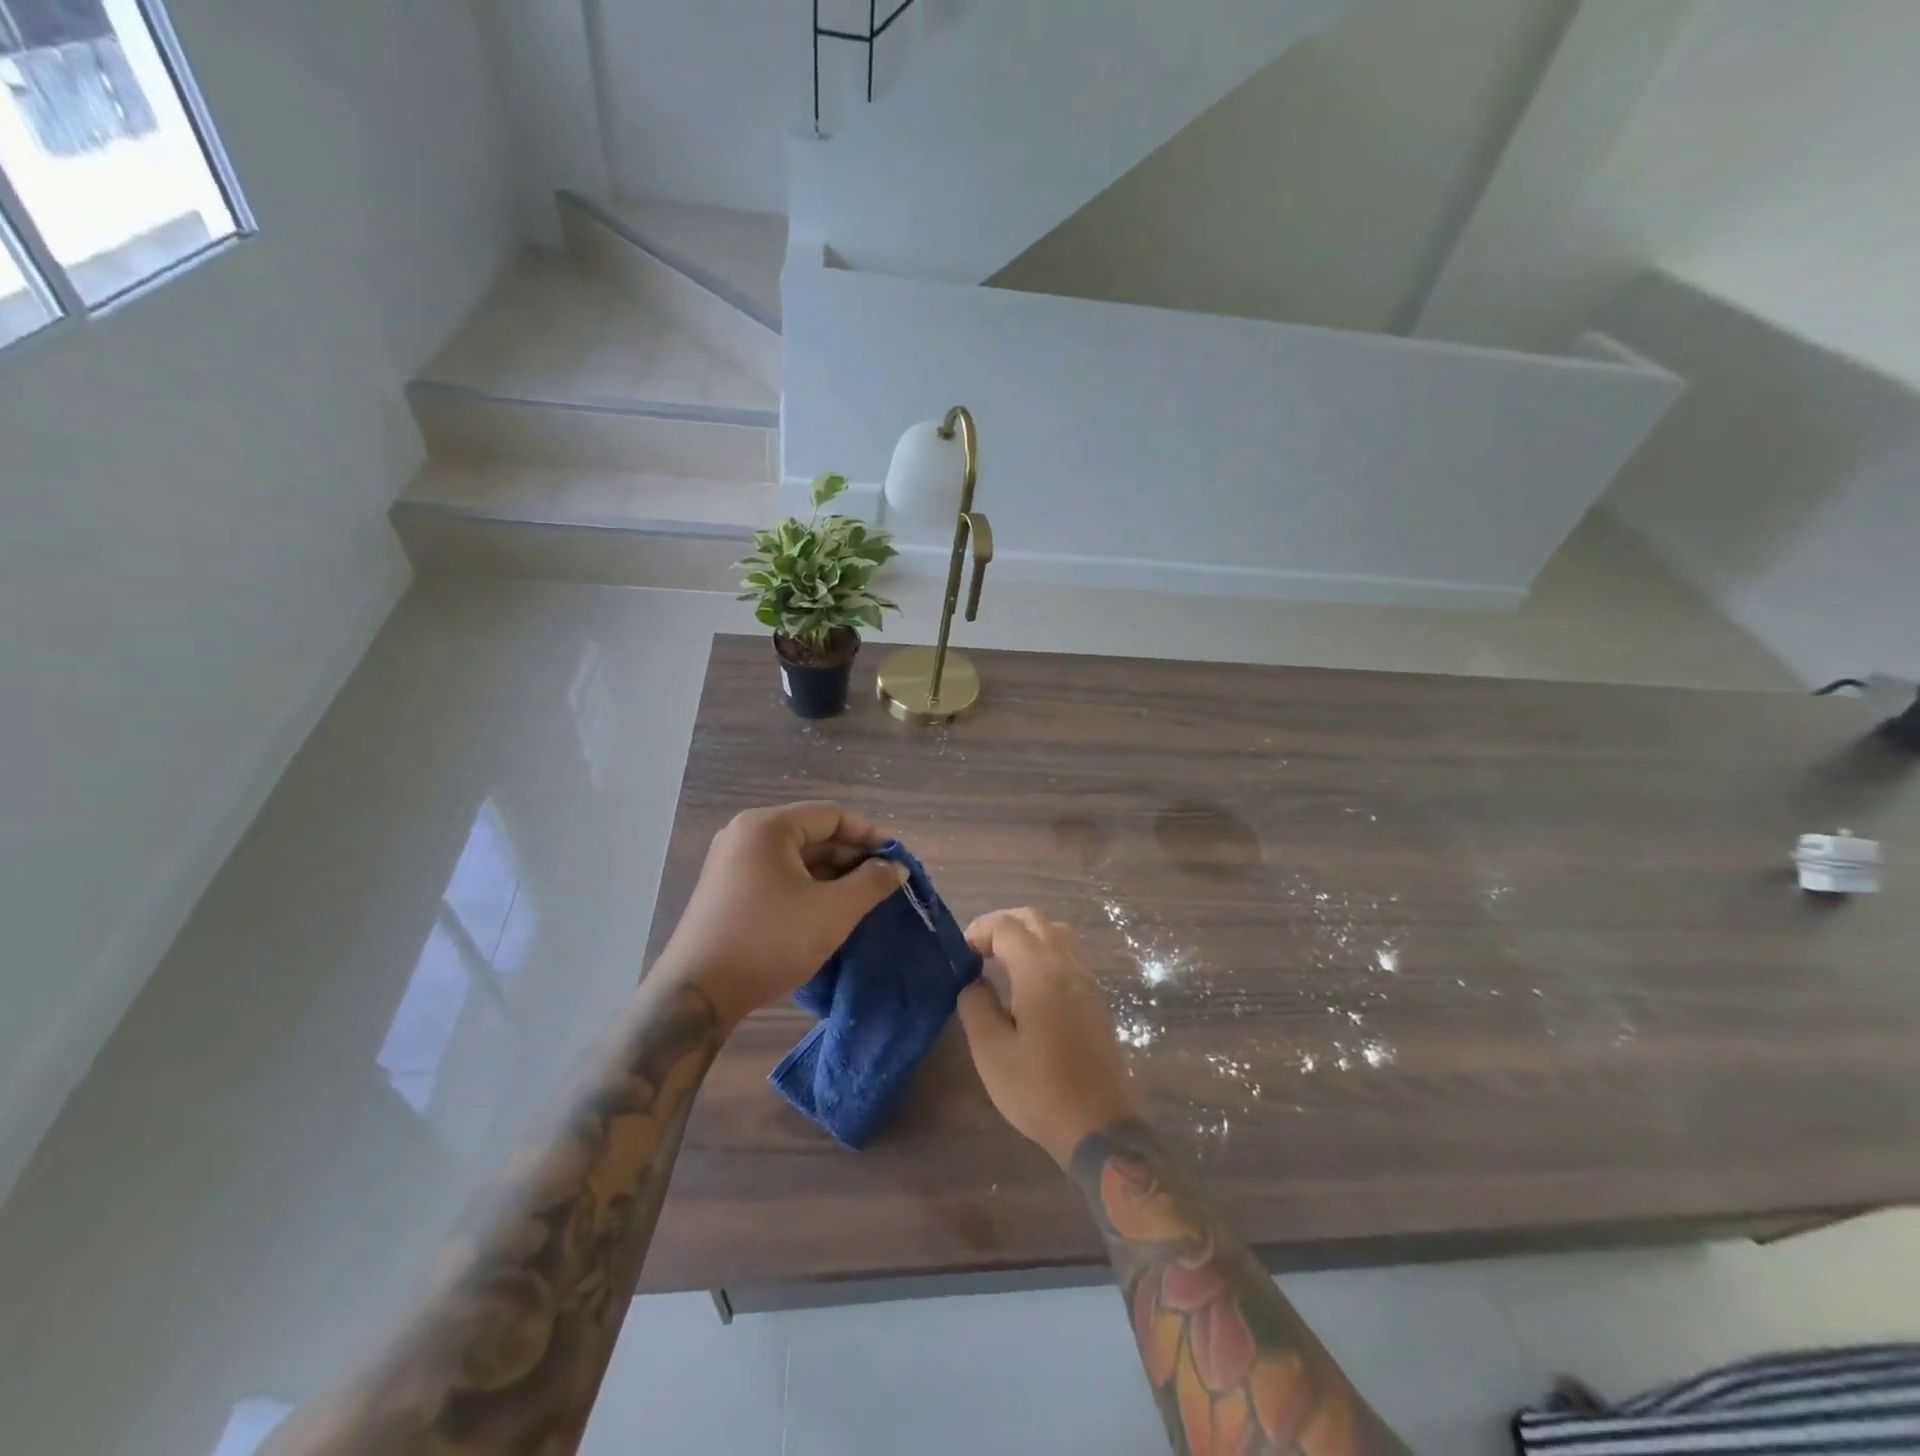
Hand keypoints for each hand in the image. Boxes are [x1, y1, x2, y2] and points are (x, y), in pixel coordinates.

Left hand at [656, 801, 905, 1027]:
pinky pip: (778, 875)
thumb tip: (895, 867)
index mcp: (767, 827)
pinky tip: (828, 910)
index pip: (832, 815)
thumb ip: (871, 883)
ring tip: (862, 899)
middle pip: (813, 833)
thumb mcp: (832, 912)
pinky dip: (807, 886)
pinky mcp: (727, 890)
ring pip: (796, 857)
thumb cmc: (769, 942)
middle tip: (883, 883)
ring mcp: (732, 862)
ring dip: (832, 874)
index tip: (896, 860)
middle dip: (851, 856)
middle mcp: (745, 835)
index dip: (870, 834)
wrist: (698, 995)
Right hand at [956, 908, 1141, 1164]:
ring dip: (1025, 935)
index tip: (960, 956)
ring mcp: (1086, 980)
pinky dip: (1043, 951)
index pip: (1007, 926)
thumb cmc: (1039, 1089)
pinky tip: (1026, 983)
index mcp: (1040, 971)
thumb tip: (973, 978)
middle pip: (1034, 919)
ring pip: (1055, 932)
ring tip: (999, 961)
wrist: (1099, 1126)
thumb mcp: (991, 1051)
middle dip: (1001, 925)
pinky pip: (1067, 954)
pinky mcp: (1095, 998)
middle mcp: (1067, 965)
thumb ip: (976, 1004)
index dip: (979, 931)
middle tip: (976, 950)